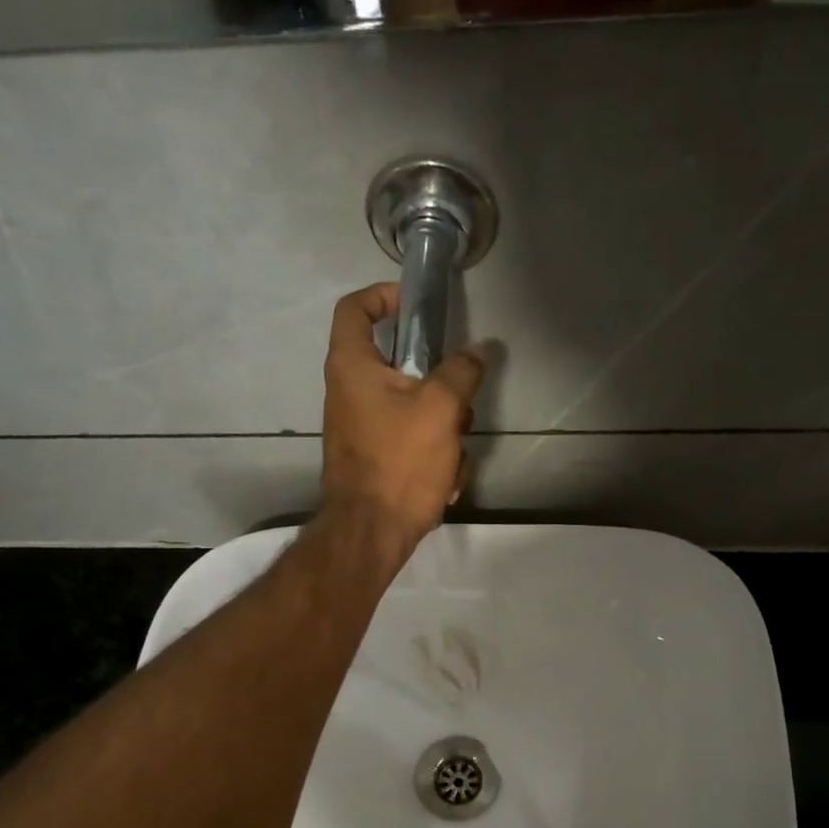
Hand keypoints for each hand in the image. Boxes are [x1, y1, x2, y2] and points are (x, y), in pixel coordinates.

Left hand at [320, 283, 484, 555]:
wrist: (372, 532)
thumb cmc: (400, 461)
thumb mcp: (441, 408)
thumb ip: (462, 372)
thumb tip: (480, 350)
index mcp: (352, 366)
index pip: (355, 307)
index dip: (384, 295)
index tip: (417, 307)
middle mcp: (348, 391)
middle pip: (399, 365)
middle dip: (439, 384)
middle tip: (459, 401)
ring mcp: (360, 428)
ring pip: (413, 408)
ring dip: (444, 428)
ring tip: (454, 454)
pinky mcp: (374, 458)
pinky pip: (410, 442)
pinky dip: (432, 456)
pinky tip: (444, 482)